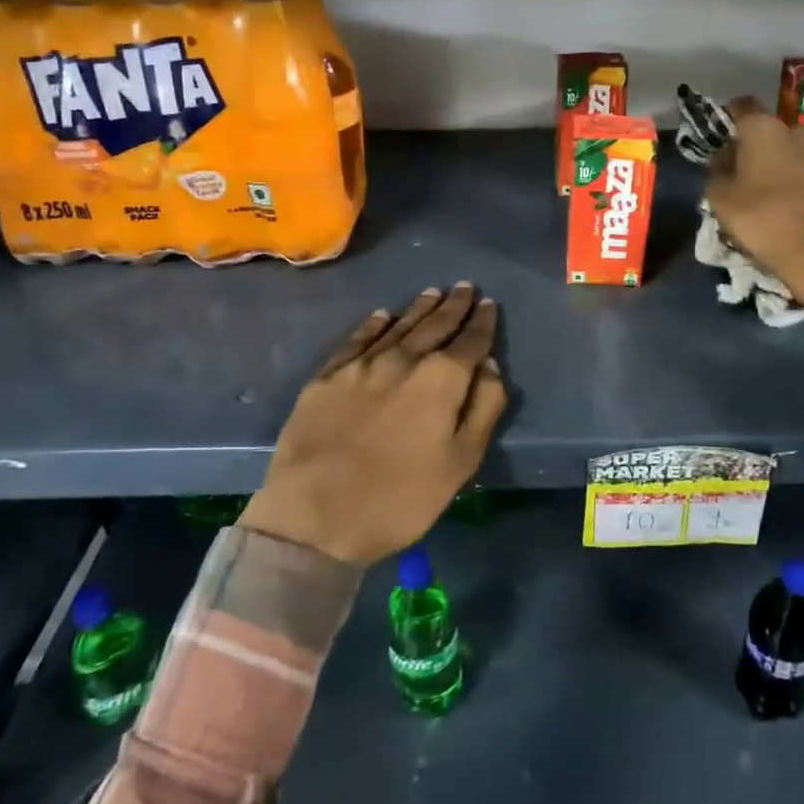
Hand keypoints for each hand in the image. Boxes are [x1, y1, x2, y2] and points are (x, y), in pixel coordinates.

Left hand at [239, 283, 505, 564]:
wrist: (314, 516)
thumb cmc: (400, 499)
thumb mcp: (460, 462)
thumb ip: (483, 407)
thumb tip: (490, 364)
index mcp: (441, 379)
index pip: (470, 341)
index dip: (483, 322)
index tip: (489, 304)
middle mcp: (403, 360)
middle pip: (435, 325)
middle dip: (454, 306)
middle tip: (466, 287)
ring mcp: (361, 365)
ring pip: (398, 326)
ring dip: (420, 308)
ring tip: (434, 292)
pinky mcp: (327, 377)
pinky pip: (357, 339)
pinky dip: (374, 324)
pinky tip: (383, 315)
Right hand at [704, 97, 803, 306]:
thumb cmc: (762, 217)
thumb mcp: (720, 198)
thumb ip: (715, 173)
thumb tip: (721, 163)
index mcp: (763, 127)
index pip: (741, 105)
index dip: (725, 118)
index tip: (714, 138)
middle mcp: (793, 133)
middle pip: (764, 130)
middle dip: (748, 145)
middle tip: (730, 170)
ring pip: (782, 152)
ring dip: (766, 166)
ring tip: (748, 193)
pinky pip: (796, 174)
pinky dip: (783, 183)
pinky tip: (771, 206)